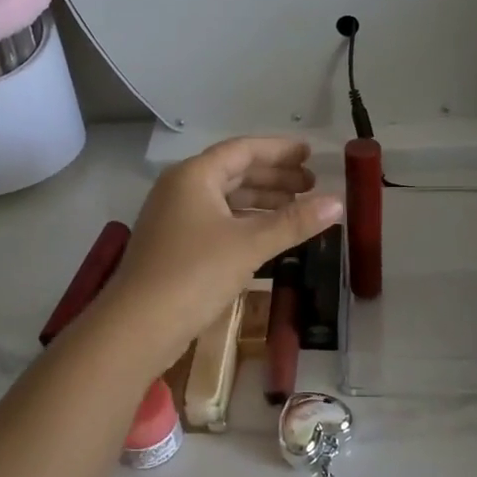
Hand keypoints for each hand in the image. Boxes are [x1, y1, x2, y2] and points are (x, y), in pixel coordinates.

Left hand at [103, 137, 342, 364]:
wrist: (138, 326)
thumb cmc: (194, 273)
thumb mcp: (249, 244)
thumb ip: (294, 221)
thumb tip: (338, 202)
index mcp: (194, 176)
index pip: (243, 150)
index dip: (279, 151)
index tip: (311, 154)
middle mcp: (181, 189)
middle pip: (234, 172)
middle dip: (274, 176)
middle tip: (311, 184)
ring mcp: (174, 219)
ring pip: (226, 199)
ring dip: (261, 200)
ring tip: (298, 207)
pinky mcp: (175, 246)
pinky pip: (218, 222)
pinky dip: (245, 222)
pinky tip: (268, 235)